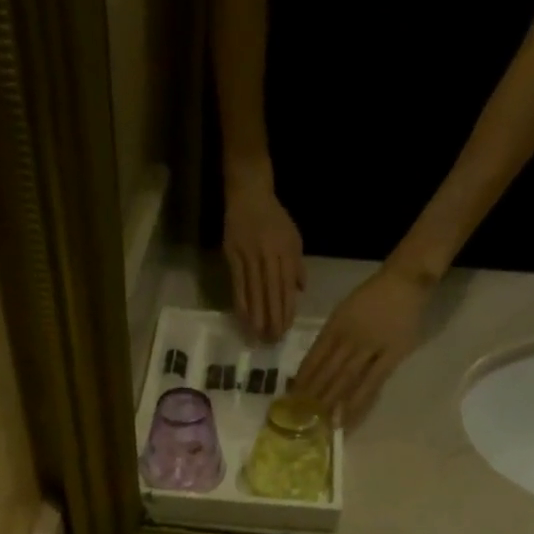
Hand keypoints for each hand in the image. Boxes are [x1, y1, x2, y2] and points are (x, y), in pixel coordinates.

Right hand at [223, 171, 303, 342]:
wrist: (249, 192)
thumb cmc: (274, 217)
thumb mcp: (293, 236)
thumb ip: (296, 265)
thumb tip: (299, 291)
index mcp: (286, 251)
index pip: (287, 287)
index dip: (286, 310)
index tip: (285, 330)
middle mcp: (269, 255)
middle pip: (272, 293)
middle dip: (273, 318)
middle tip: (273, 340)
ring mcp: (250, 256)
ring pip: (255, 292)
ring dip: (257, 316)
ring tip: (258, 336)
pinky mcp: (233, 256)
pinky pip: (238, 285)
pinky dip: (242, 304)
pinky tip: (244, 319)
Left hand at [292, 263, 430, 424]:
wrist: (406, 279)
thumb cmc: (371, 298)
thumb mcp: (343, 311)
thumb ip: (329, 337)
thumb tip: (310, 368)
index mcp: (336, 324)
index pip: (315, 356)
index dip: (303, 378)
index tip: (291, 397)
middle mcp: (351, 336)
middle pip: (328, 370)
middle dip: (313, 394)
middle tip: (301, 416)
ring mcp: (371, 346)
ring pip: (346, 378)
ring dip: (331, 401)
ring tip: (319, 421)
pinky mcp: (391, 356)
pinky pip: (372, 383)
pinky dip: (357, 402)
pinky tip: (346, 417)